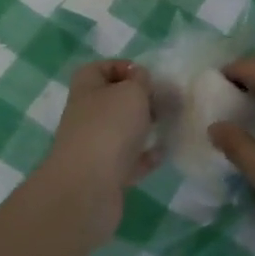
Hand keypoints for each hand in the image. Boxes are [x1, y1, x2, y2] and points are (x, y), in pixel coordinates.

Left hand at [40, 60, 159, 238]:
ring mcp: (93, 147)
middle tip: (163, 101)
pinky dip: (144, 156)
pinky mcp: (104, 175)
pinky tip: (162, 153)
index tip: (146, 75)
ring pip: (120, 131)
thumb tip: (140, 79)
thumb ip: (140, 81)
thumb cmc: (109, 128)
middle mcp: (86, 116)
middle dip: (138, 100)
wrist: (88, 188)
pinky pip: (128, 160)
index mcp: (86, 89)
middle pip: (112, 101)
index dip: (121, 67)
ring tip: (168, 124)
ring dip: (142, 128)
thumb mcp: (131, 92)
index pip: (98, 69)